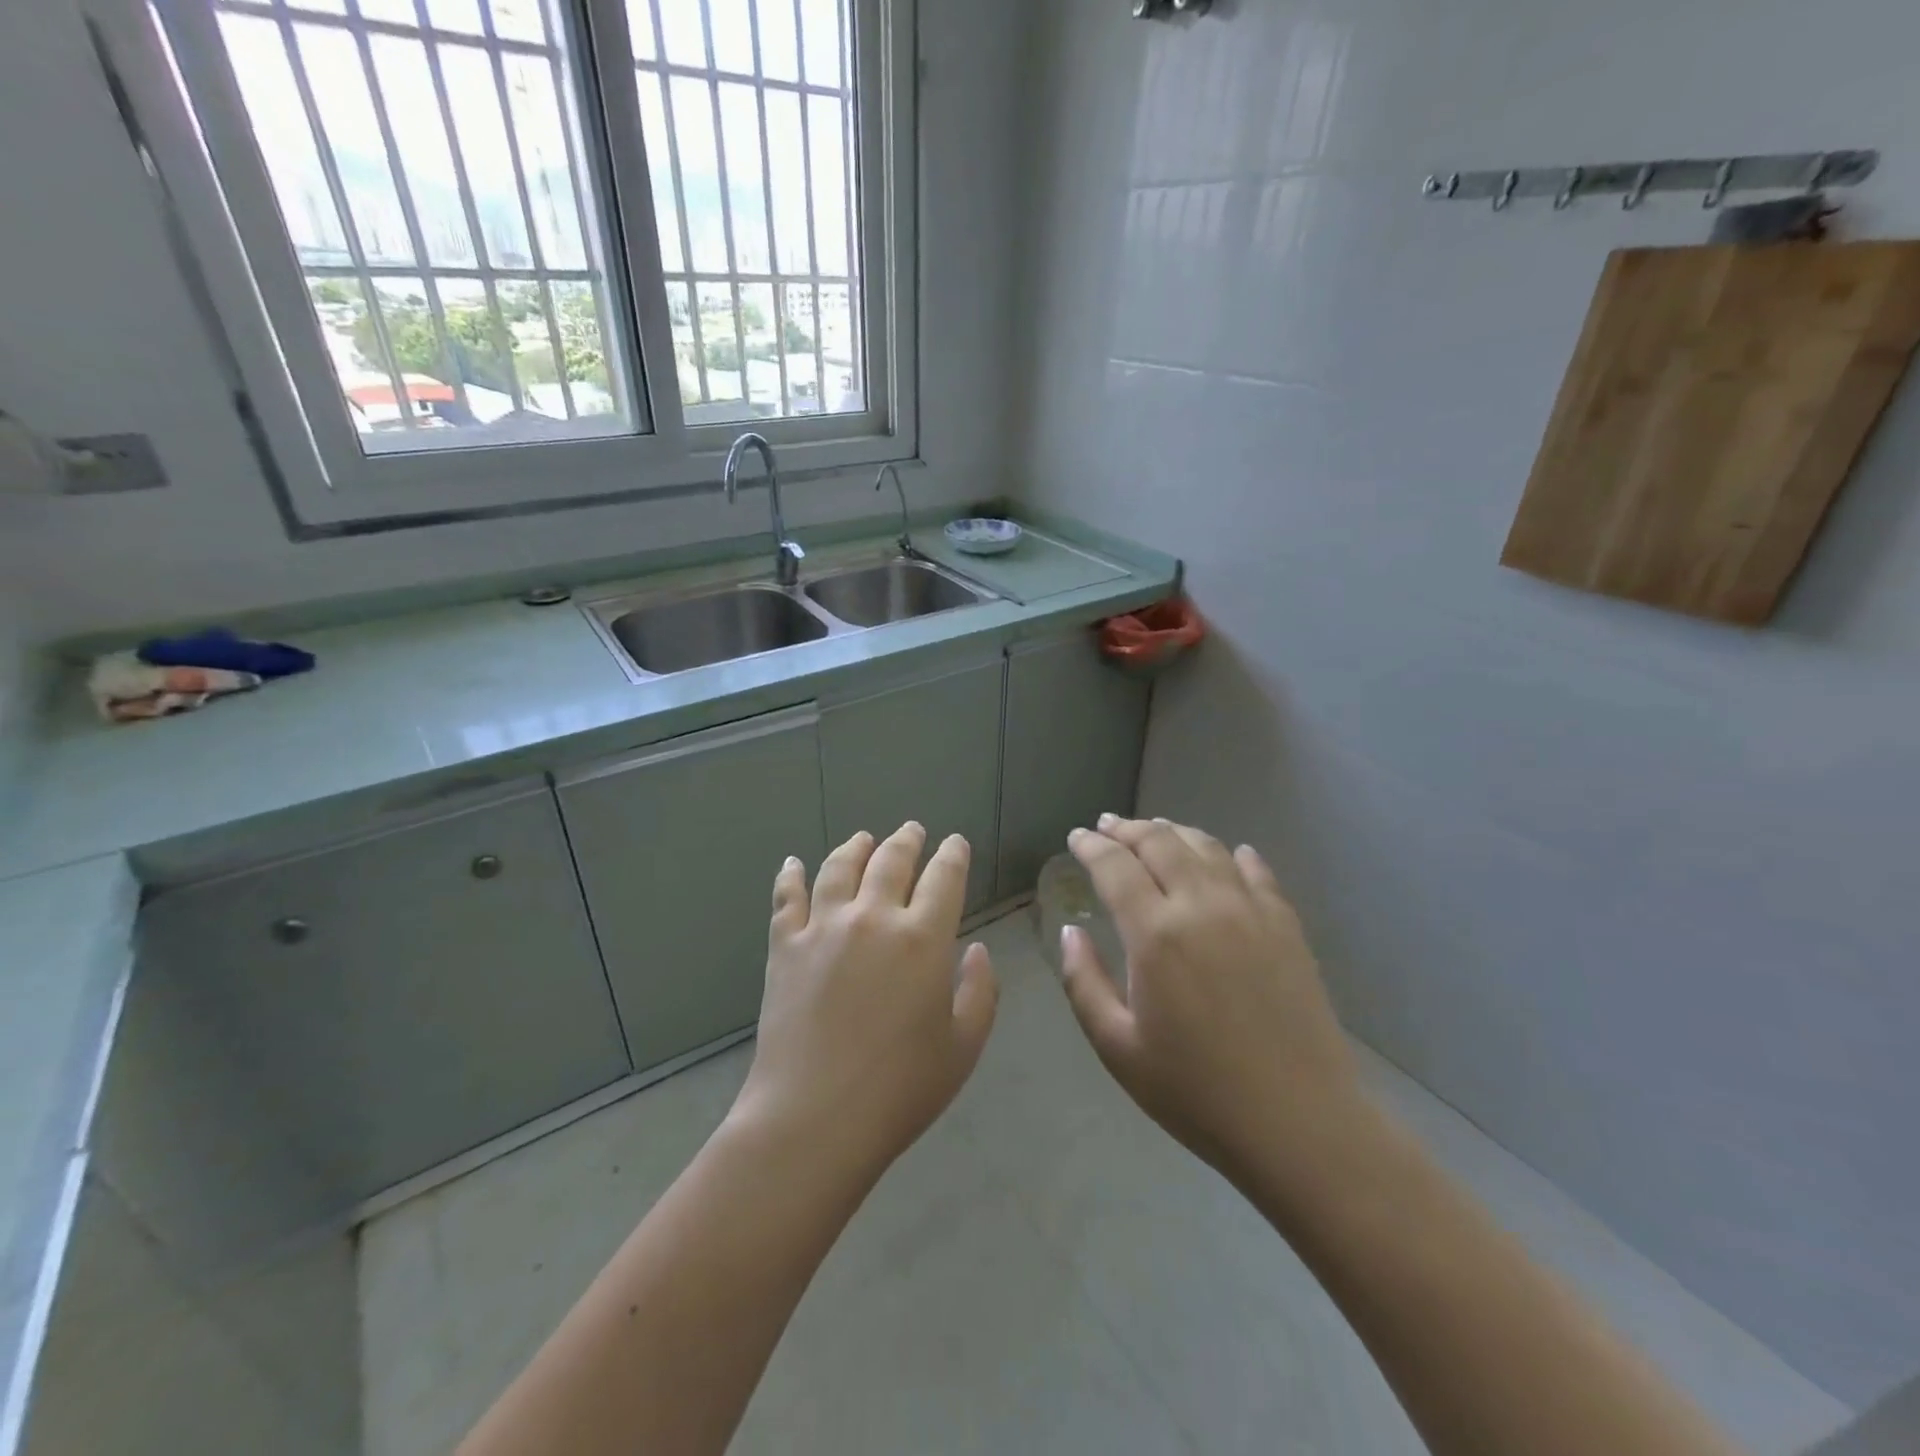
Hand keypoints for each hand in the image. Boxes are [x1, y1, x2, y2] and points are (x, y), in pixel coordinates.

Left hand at [729, 823, 998, 1176]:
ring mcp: (823, 928)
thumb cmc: (900, 1089)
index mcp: (923, 938)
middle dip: (907, 840)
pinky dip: (790, 876)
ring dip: (856, 847)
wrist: (815, 1118)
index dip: (953, 854)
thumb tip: (975, 949)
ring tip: (864, 838)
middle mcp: (873, 918)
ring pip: (840, 867)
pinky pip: (787, 898)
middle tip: (913, 830)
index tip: (955, 844)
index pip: (944, 877)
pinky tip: (792, 863)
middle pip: (891, 860)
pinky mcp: (785, 947)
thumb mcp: (963, 1046)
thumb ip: (980, 991)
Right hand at [1060, 815, 1373, 1198]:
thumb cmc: (1196, 1092)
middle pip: (1160, 842)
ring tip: (1155, 831)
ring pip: (1206, 847)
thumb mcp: (1117, 1047)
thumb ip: (1083, 982)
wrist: (1300, 1124)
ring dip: (1174, 832)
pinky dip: (1234, 855)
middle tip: (1107, 827)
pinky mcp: (1286, 927)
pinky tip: (1229, 854)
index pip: (1115, 866)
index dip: (1091, 846)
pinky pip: (1257, 872)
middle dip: (1127, 829)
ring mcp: (1251, 911)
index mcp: (1155, 934)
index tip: (1075, 837)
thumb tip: (1071, 932)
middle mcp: (1202, 906)